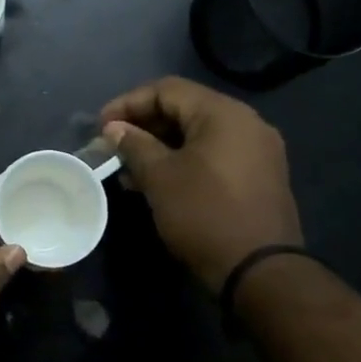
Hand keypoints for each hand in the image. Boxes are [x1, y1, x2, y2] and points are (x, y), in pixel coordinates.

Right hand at [100, 76, 302, 291]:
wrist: (260, 271)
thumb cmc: (205, 214)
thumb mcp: (160, 177)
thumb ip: (134, 145)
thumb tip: (114, 129)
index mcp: (223, 113)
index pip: (167, 90)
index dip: (128, 103)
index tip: (100, 127)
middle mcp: (246, 122)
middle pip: (184, 109)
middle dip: (144, 125)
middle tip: (113, 147)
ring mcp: (257, 150)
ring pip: (198, 134)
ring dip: (161, 146)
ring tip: (129, 169)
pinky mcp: (259, 176)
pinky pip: (214, 155)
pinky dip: (184, 160)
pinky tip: (159, 181)